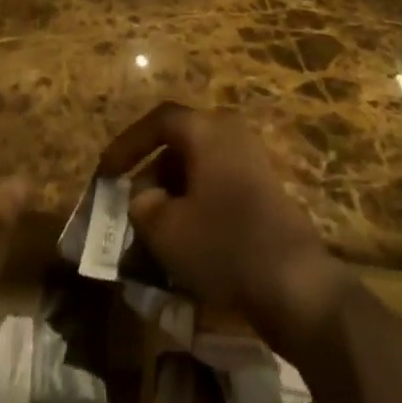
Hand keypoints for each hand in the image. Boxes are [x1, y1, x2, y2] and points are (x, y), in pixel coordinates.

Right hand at [97, 103, 348, 353]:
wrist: (294, 281)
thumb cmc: (223, 243)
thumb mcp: (167, 230)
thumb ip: (144, 207)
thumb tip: (143, 198)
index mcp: (206, 129)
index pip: (158, 121)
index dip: (128, 144)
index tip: (107, 172)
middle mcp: (230, 133)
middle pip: (180, 143)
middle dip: (152, 173)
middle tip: (132, 207)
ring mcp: (251, 160)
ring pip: (199, 167)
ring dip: (174, 193)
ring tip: (156, 230)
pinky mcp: (264, 190)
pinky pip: (218, 185)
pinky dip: (197, 204)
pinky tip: (188, 241)